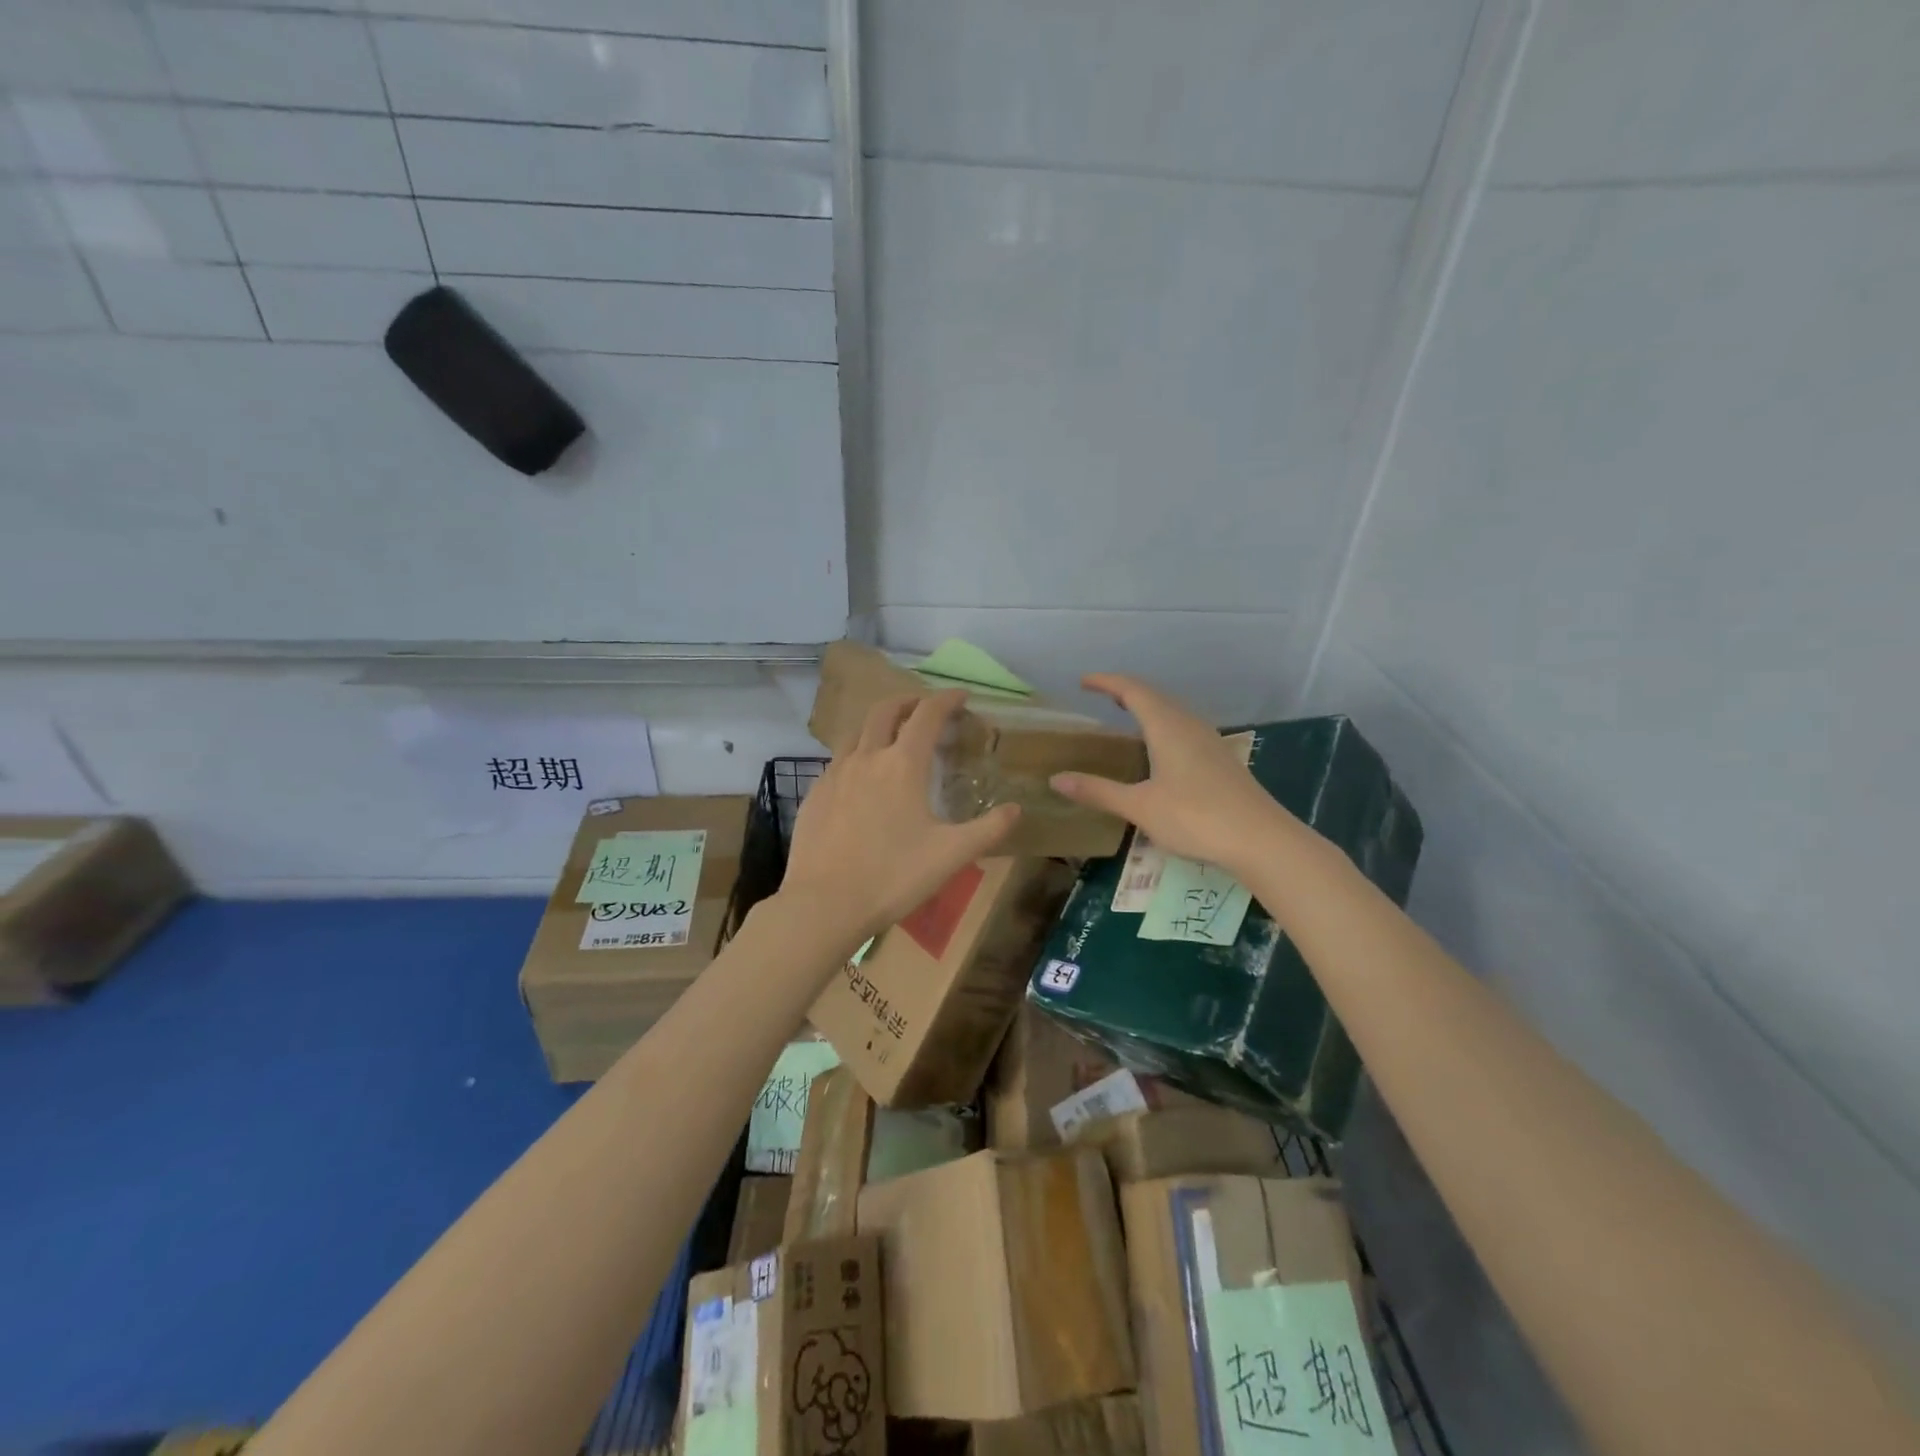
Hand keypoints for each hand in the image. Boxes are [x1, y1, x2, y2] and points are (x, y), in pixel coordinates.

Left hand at [780, 691, 1020, 939]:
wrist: (824, 904)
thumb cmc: (893, 876)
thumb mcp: (951, 855)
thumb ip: (988, 829)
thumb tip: (1016, 809)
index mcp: (902, 764)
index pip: (927, 715)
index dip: (946, 700)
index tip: (961, 696)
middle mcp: (866, 758)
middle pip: (885, 711)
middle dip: (908, 702)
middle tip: (924, 709)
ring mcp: (834, 774)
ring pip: (856, 733)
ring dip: (878, 725)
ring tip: (891, 739)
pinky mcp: (814, 795)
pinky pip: (838, 762)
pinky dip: (856, 756)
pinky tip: (861, 781)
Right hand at [1050, 674, 1290, 872]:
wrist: (1261, 839)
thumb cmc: (1195, 817)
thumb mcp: (1139, 806)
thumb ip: (1098, 791)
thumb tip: (1056, 779)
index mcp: (1167, 726)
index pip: (1132, 690)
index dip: (1107, 682)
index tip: (1083, 681)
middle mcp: (1189, 725)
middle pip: (1155, 696)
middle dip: (1127, 691)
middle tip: (1102, 695)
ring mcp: (1210, 741)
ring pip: (1174, 711)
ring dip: (1148, 706)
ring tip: (1128, 715)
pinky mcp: (1221, 759)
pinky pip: (1185, 727)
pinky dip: (1164, 724)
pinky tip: (1161, 747)